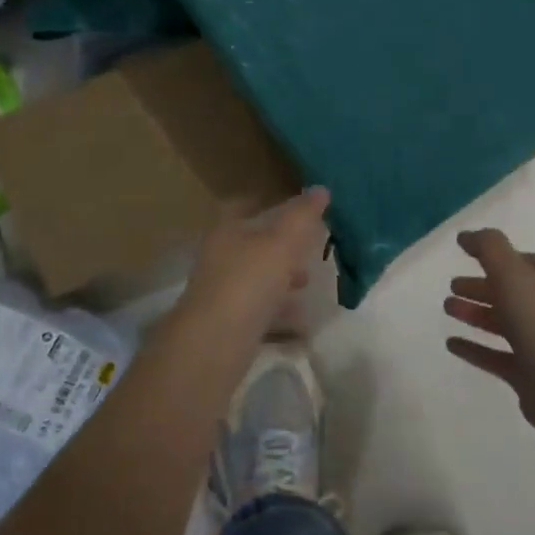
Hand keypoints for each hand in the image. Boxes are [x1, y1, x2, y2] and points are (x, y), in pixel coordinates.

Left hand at [176, 187, 330, 342]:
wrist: (213, 346)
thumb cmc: (248, 283)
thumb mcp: (282, 244)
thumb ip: (302, 216)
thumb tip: (321, 189)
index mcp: (226, 231)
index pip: (244, 206)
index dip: (267, 203)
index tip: (296, 208)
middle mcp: (220, 258)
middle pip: (253, 245)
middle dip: (282, 246)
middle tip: (311, 248)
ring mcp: (222, 293)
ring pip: (257, 279)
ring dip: (283, 280)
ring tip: (309, 284)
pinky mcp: (228, 325)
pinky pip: (259, 311)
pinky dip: (280, 312)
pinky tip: (302, 321)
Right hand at [445, 229, 534, 439]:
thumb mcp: (514, 274)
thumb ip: (490, 249)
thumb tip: (466, 235)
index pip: (520, 262)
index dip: (494, 255)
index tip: (465, 252)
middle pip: (508, 292)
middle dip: (481, 287)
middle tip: (452, 285)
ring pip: (500, 323)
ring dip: (475, 314)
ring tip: (447, 308)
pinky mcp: (526, 375)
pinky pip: (493, 357)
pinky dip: (473, 349)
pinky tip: (451, 344)